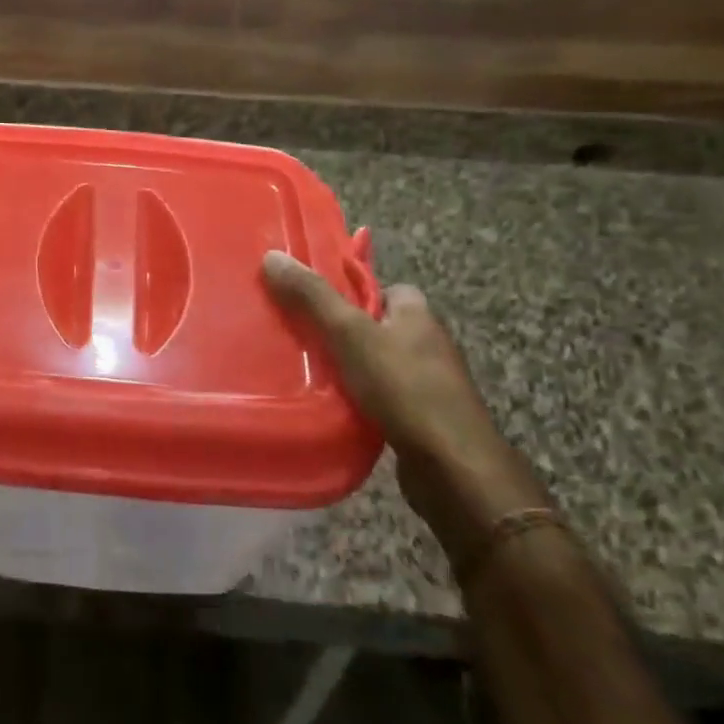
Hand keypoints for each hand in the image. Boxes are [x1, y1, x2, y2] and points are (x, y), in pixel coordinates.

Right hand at [262, 252, 548, 566]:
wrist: (452, 467)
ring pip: (377, 364)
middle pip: (376, 326)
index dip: (350, 291)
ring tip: (307, 374)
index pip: (383, 288)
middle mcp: (428, 343)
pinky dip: (359, 400)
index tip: (314, 302)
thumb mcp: (349, 333)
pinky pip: (382, 398)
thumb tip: (272, 256)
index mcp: (417, 314)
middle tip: (301, 337)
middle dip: (342, 332)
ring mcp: (429, 384)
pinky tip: (333, 408)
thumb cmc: (403, 387)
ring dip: (349, 369)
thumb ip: (313, 296)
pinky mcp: (422, 419)